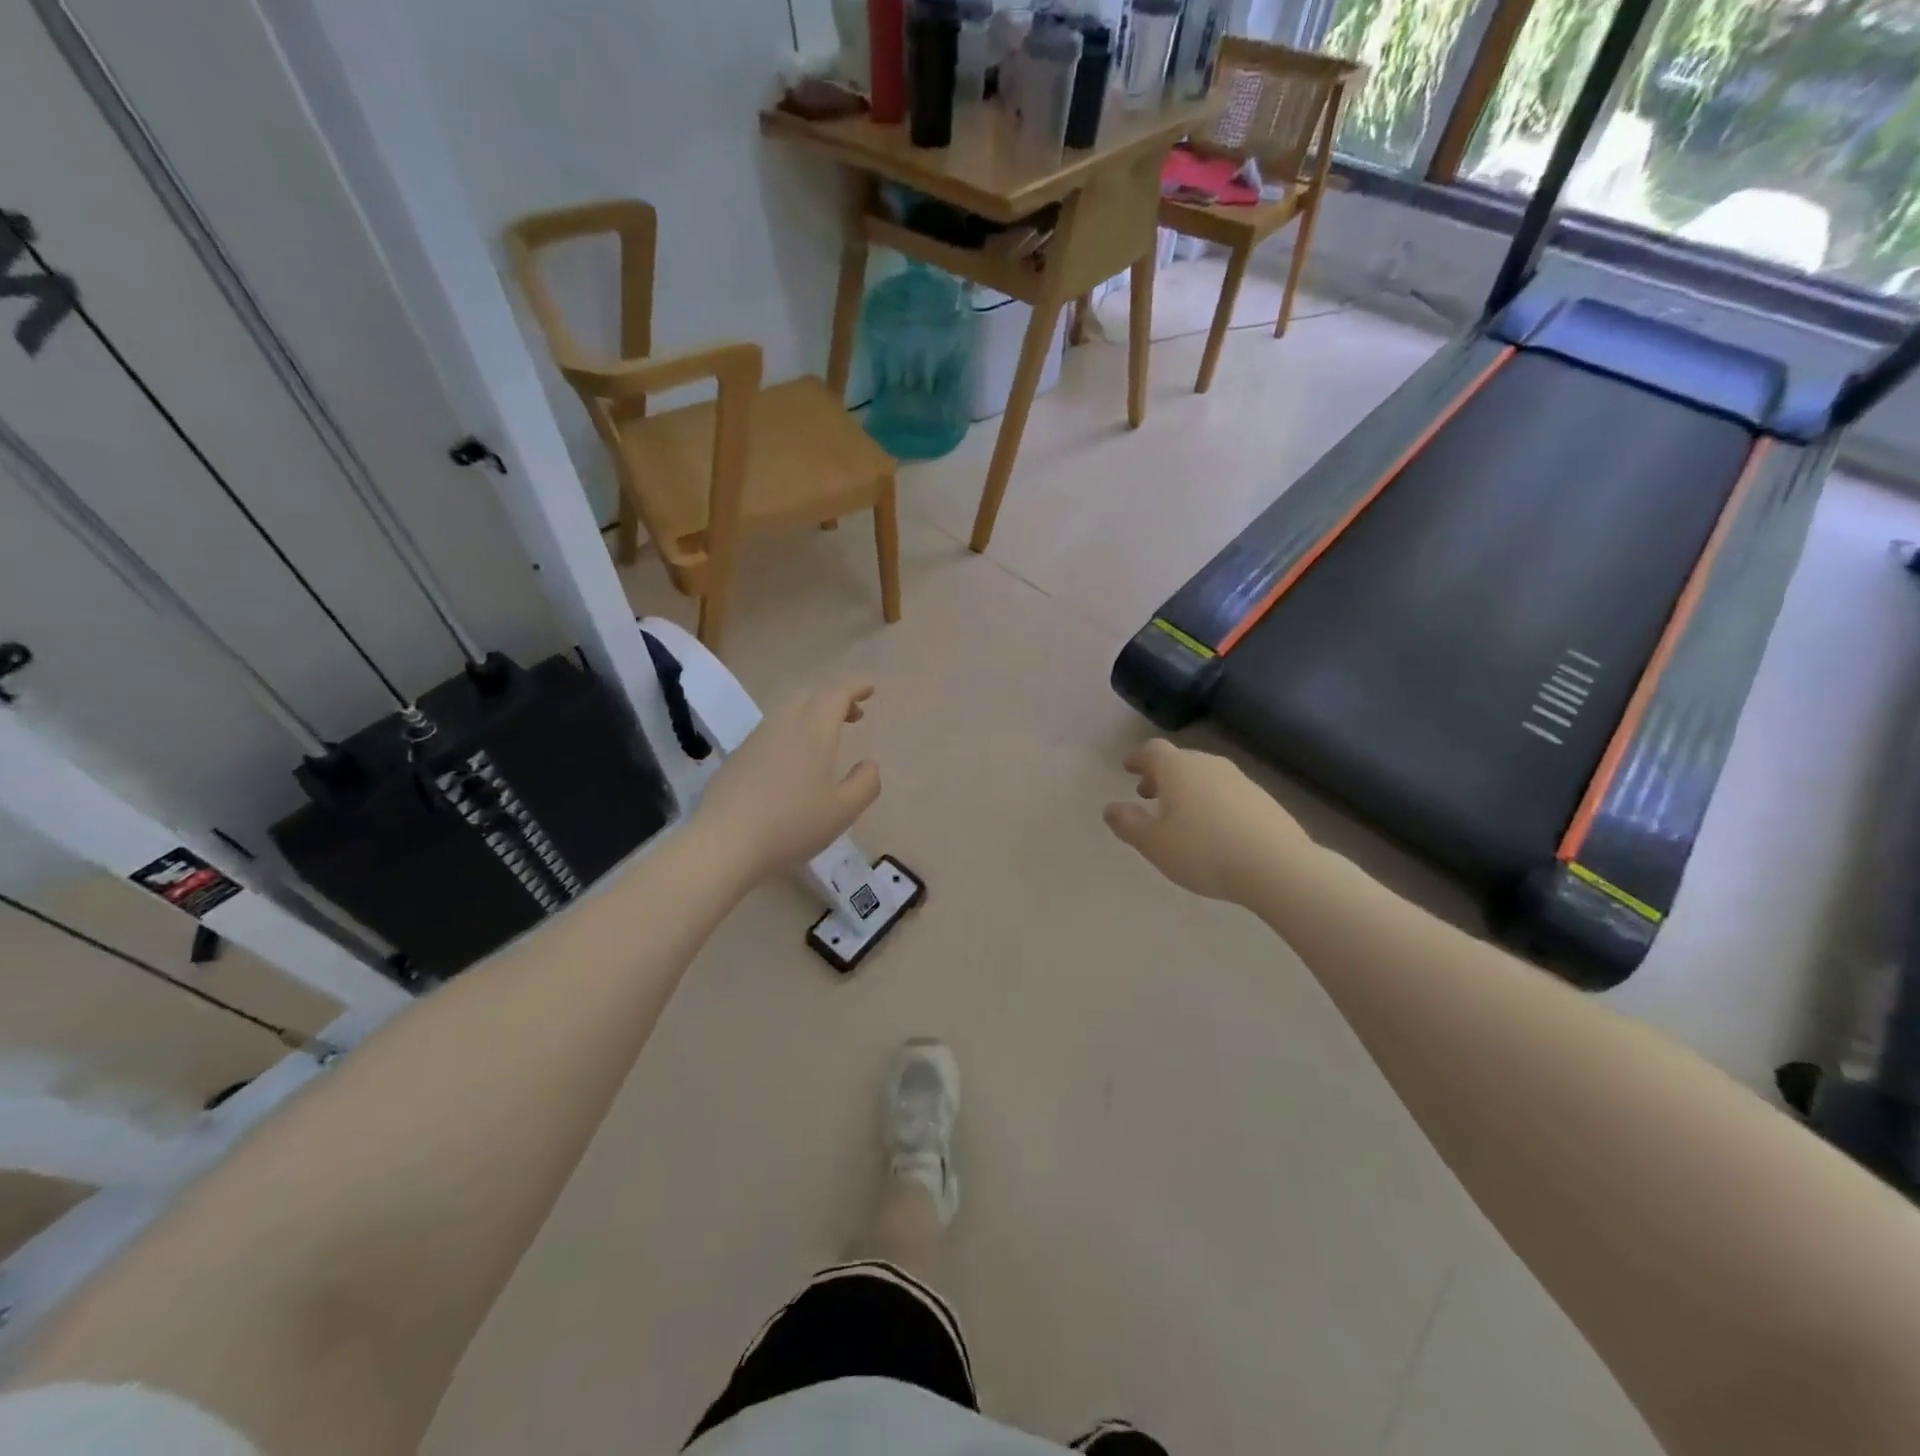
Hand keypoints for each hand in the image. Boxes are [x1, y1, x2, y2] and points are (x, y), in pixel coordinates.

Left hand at [693, 679, 881, 882]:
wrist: (724, 844)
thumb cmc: (792, 826)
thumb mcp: (843, 811)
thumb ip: (865, 783)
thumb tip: (869, 764)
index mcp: (813, 732)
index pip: (836, 695)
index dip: (854, 688)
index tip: (869, 688)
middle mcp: (783, 726)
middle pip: (809, 697)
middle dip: (834, 700)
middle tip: (853, 716)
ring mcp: (755, 740)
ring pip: (787, 713)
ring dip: (811, 715)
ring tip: (825, 739)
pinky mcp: (736, 758)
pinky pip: (770, 732)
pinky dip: (790, 733)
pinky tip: (792, 763)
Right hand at [1103, 739, 1314, 902]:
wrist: (1277, 867)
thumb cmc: (1203, 852)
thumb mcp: (1153, 844)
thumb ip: (1128, 823)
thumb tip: (1111, 808)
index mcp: (1178, 769)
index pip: (1153, 750)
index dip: (1138, 758)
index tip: (1128, 769)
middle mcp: (1209, 765)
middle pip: (1180, 760)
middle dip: (1161, 775)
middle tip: (1148, 794)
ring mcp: (1241, 780)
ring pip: (1204, 776)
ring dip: (1187, 788)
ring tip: (1179, 815)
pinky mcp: (1263, 800)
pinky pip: (1226, 792)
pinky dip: (1211, 801)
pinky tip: (1213, 829)